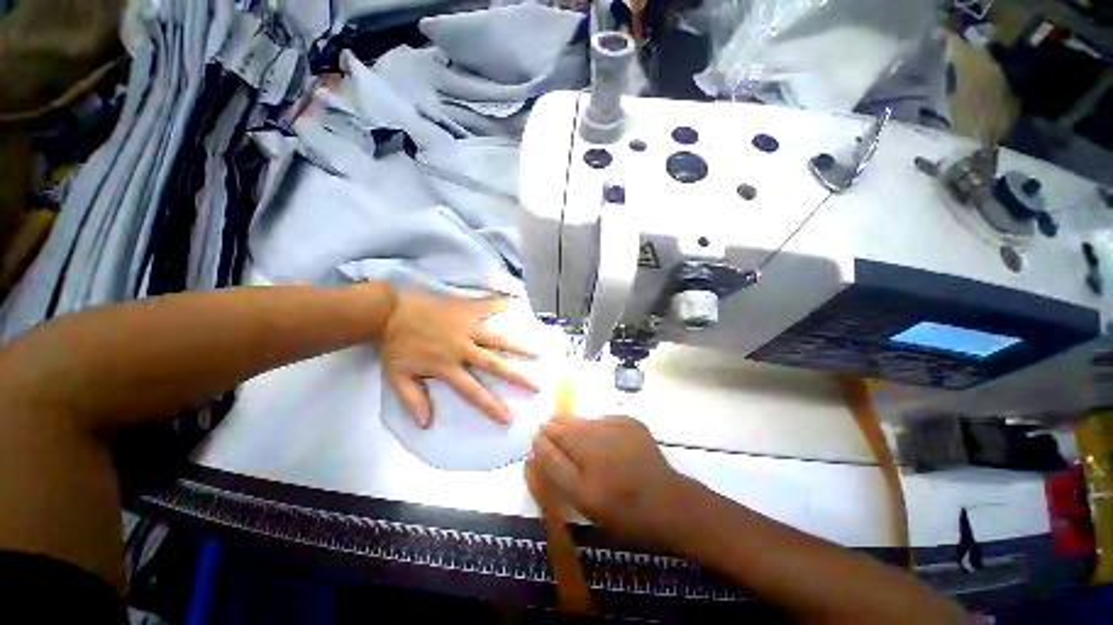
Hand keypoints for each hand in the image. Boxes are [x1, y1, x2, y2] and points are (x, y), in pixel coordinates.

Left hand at [380, 289, 537, 427]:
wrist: (389, 312)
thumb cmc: (396, 344)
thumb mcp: (397, 377)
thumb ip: (413, 400)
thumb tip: (427, 424)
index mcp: (447, 366)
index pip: (473, 391)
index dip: (491, 405)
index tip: (508, 417)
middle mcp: (463, 348)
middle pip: (494, 365)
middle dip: (517, 377)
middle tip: (537, 385)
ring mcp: (467, 327)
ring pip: (498, 338)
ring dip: (519, 346)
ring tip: (537, 352)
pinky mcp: (466, 308)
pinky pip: (488, 307)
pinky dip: (503, 305)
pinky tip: (517, 304)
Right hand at [531, 416, 690, 544]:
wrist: (668, 503)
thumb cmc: (624, 511)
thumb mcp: (586, 502)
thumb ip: (559, 474)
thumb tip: (541, 447)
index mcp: (584, 474)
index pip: (552, 452)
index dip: (541, 444)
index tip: (536, 439)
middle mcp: (597, 448)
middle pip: (566, 431)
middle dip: (554, 428)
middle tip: (547, 427)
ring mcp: (616, 431)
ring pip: (583, 422)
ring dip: (571, 422)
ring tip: (562, 422)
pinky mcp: (631, 423)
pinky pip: (604, 419)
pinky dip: (595, 423)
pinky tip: (594, 428)